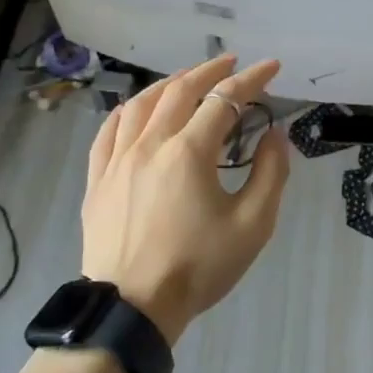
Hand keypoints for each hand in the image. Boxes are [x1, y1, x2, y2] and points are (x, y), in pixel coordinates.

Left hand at [80, 54, 289, 344]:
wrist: (132, 308)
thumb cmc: (198, 267)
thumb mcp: (252, 225)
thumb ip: (271, 174)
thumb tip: (274, 135)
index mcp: (188, 152)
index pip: (224, 100)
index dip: (251, 79)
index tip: (271, 67)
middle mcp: (150, 144)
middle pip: (180, 90)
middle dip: (210, 71)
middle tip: (231, 64)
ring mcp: (117, 160)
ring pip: (141, 103)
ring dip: (169, 84)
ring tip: (187, 79)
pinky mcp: (98, 179)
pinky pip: (109, 130)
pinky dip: (128, 110)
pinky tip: (136, 109)